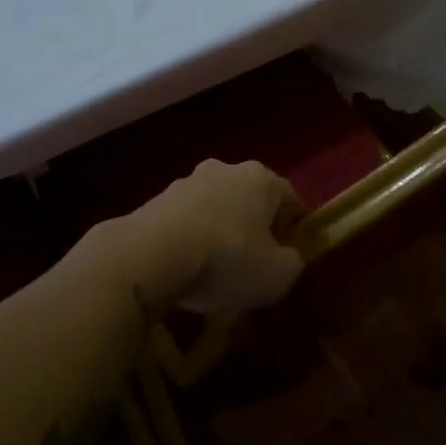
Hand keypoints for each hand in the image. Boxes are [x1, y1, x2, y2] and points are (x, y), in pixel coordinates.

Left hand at [113, 160, 305, 314]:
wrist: (151, 255)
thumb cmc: (227, 259)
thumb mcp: (278, 275)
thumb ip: (292, 263)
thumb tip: (286, 257)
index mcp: (260, 178)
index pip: (290, 199)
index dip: (294, 229)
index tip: (287, 257)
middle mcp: (224, 169)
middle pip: (249, 200)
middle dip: (253, 227)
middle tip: (252, 264)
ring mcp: (186, 182)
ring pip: (214, 208)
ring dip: (218, 231)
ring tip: (213, 270)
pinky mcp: (155, 200)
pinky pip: (184, 221)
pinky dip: (189, 239)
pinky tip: (184, 269)